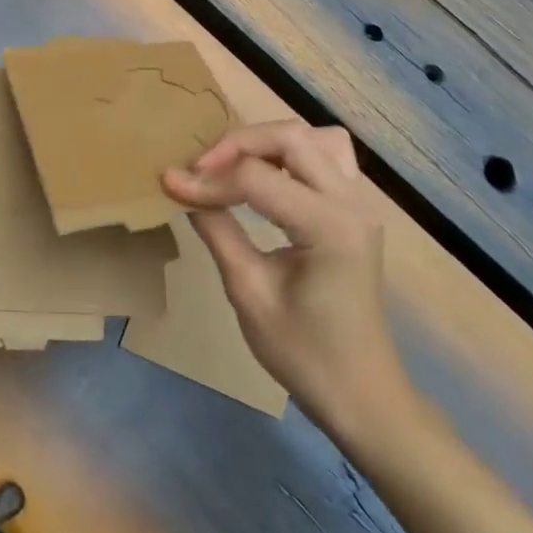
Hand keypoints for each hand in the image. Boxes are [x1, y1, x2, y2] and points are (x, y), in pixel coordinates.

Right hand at [164, 121, 410, 432]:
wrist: (361, 395)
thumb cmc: (304, 354)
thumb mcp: (249, 293)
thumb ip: (218, 231)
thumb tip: (181, 187)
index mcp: (329, 227)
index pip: (257, 178)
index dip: (208, 179)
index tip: (170, 184)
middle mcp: (352, 202)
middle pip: (291, 137)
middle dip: (238, 144)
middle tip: (200, 170)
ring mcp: (360, 203)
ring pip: (314, 137)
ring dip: (269, 141)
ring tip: (233, 166)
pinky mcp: (356, 210)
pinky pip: (326, 156)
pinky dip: (291, 153)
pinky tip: (266, 176)